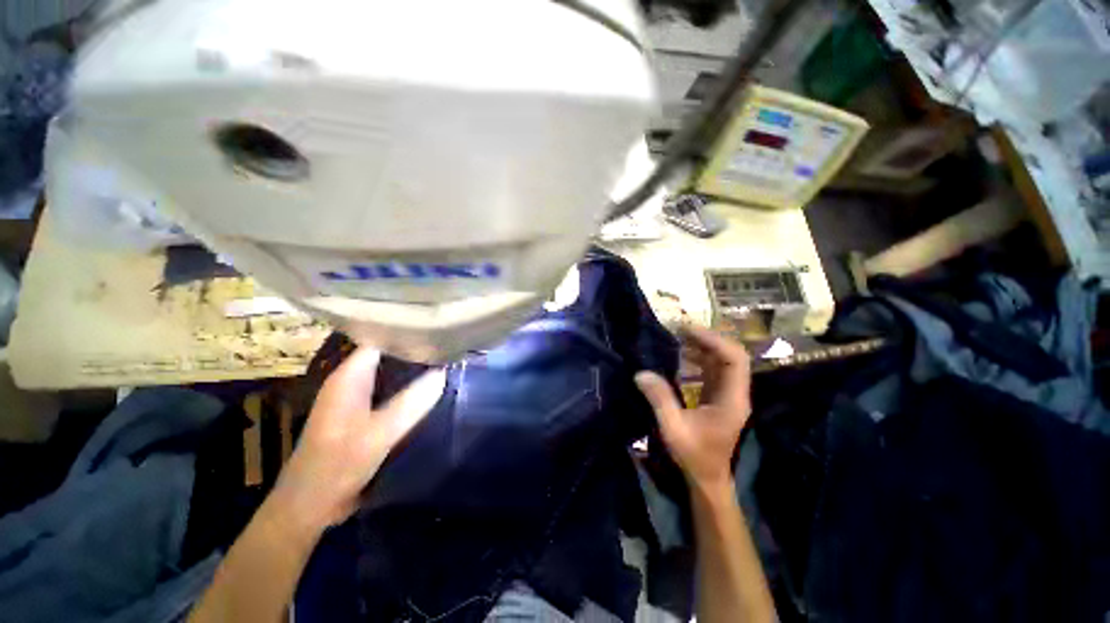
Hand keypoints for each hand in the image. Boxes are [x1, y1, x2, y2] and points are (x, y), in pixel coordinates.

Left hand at [272, 347, 446, 530]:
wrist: (310, 506)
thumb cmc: (337, 466)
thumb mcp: (378, 435)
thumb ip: (411, 403)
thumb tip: (443, 373)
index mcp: (349, 377)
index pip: (381, 339)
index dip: (408, 332)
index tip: (438, 329)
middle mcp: (351, 381)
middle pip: (388, 354)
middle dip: (416, 349)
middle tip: (448, 345)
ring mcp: (356, 397)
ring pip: (391, 372)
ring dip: (414, 368)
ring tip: (446, 361)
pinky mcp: (362, 414)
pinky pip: (391, 390)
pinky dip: (409, 386)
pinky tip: (431, 389)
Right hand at [635, 325, 750, 489]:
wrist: (707, 478)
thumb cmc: (694, 455)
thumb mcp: (673, 428)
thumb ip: (660, 399)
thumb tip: (641, 373)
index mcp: (731, 399)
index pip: (735, 360)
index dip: (714, 341)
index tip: (688, 331)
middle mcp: (734, 393)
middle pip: (731, 356)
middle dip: (707, 339)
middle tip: (680, 329)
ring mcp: (727, 394)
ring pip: (722, 361)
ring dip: (702, 346)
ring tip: (679, 337)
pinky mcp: (717, 396)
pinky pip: (712, 370)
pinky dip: (698, 358)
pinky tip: (681, 355)